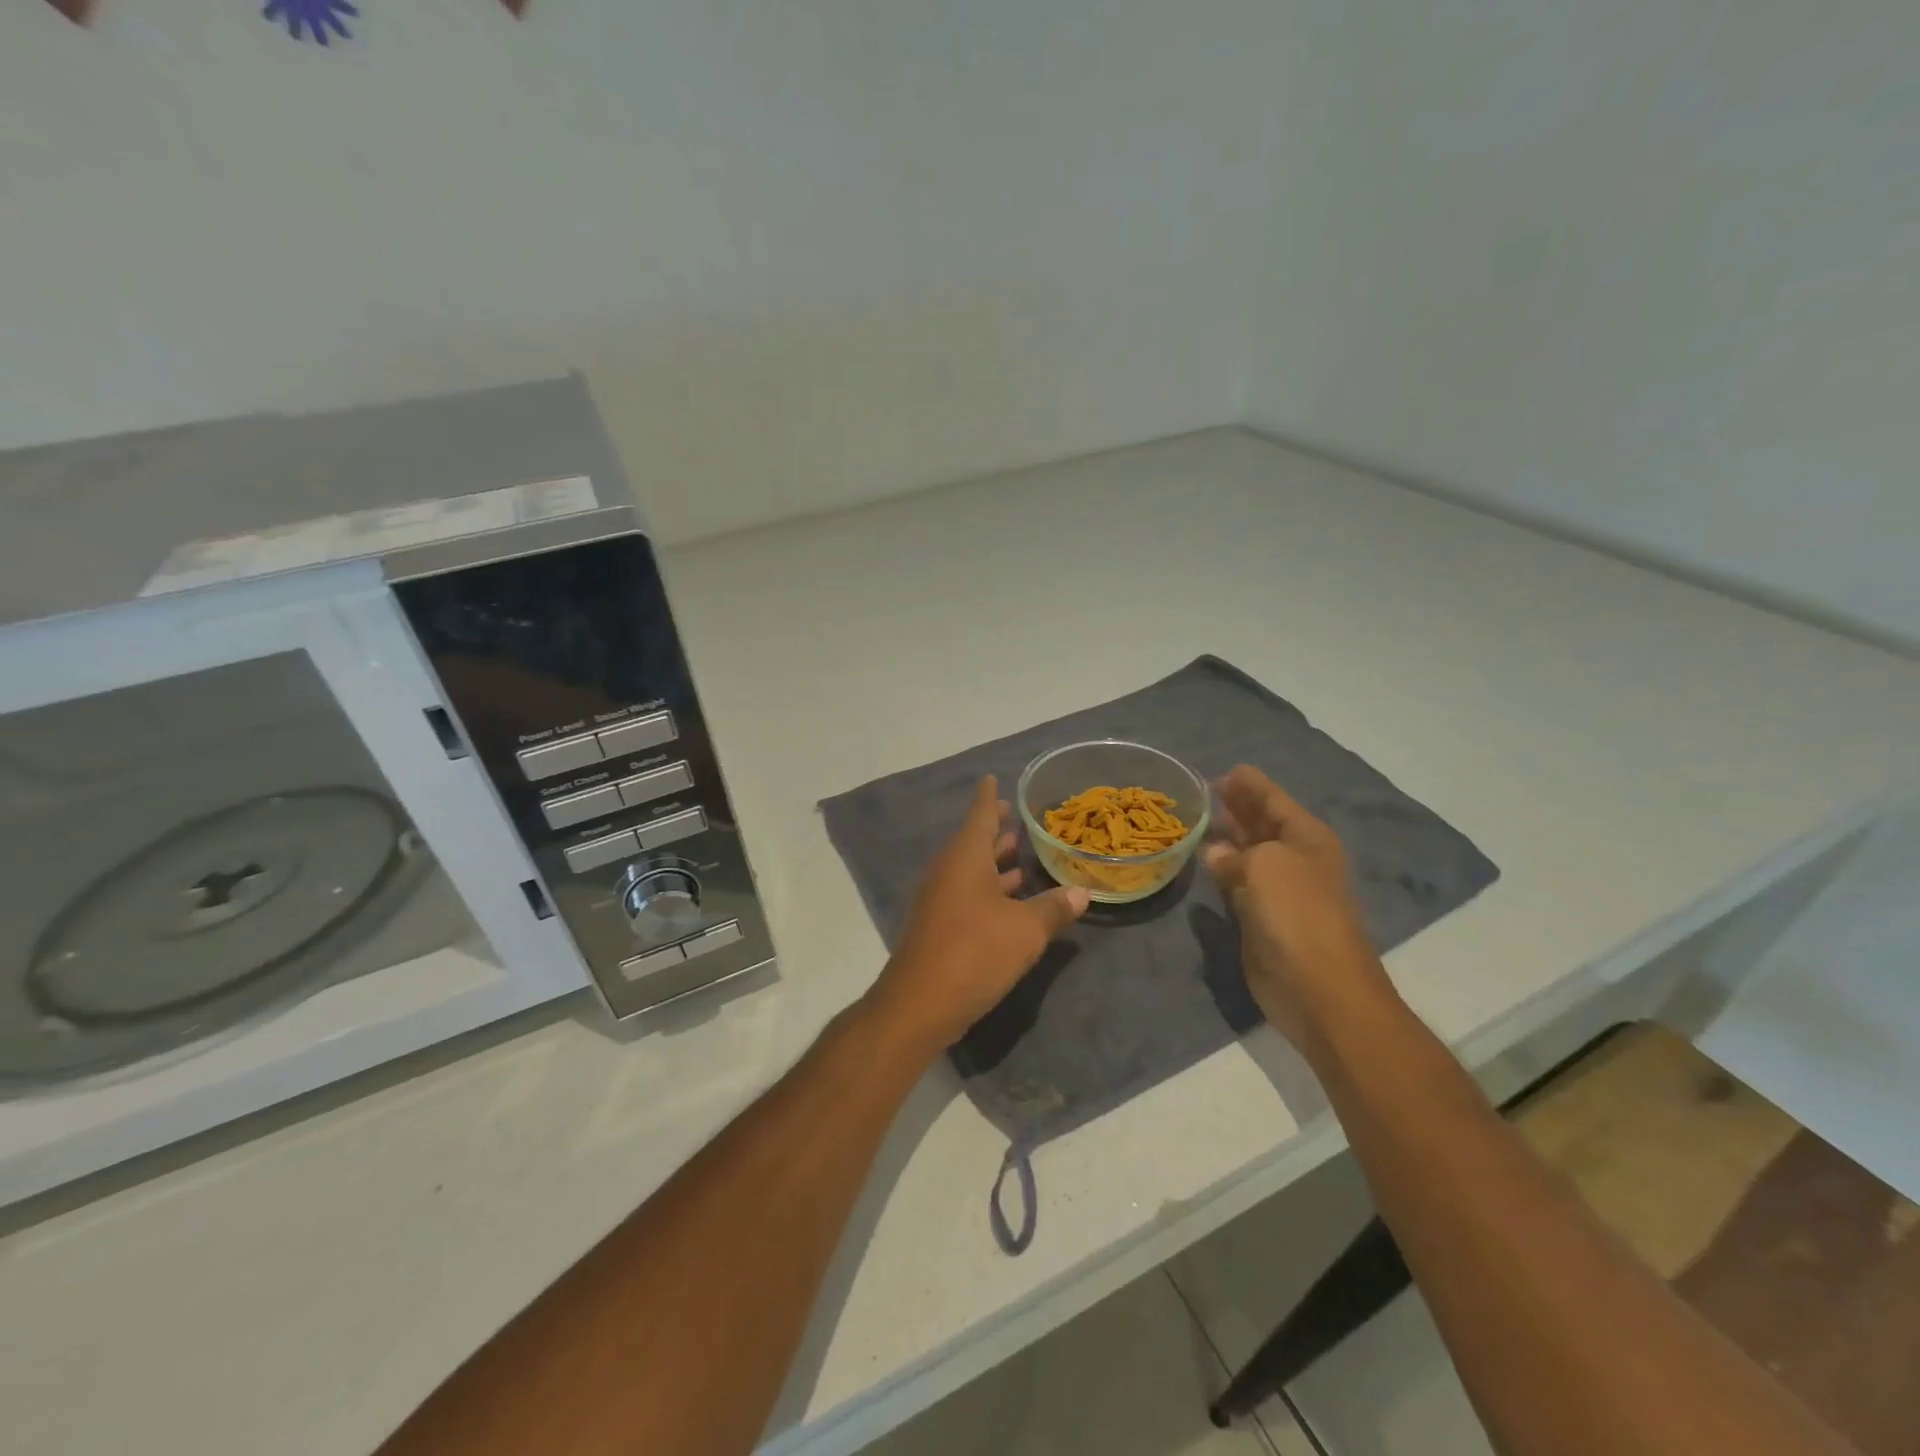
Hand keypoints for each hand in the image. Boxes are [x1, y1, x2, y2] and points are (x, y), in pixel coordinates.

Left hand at [865, 776, 1090, 1055]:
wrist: (920, 1004)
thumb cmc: (974, 952)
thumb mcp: (1025, 930)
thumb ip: (1053, 909)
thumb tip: (1081, 893)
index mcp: (965, 858)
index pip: (979, 814)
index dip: (989, 797)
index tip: (992, 778)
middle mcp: (948, 871)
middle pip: (974, 841)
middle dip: (995, 829)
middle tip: (1016, 816)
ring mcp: (940, 899)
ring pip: (971, 869)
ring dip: (994, 861)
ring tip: (1019, 852)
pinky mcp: (940, 926)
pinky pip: (968, 893)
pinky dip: (989, 888)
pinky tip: (1011, 899)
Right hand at [1202, 766, 1395, 1050]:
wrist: (1319, 989)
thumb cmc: (1298, 914)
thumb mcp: (1265, 866)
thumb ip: (1235, 853)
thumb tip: (1215, 851)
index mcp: (1307, 838)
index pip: (1275, 800)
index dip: (1250, 784)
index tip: (1222, 772)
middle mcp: (1295, 859)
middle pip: (1262, 824)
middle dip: (1236, 807)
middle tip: (1202, 792)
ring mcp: (1280, 891)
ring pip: (1248, 854)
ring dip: (1226, 838)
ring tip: (1196, 820)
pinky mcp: (1262, 919)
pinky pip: (1237, 884)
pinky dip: (1221, 871)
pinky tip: (1202, 861)